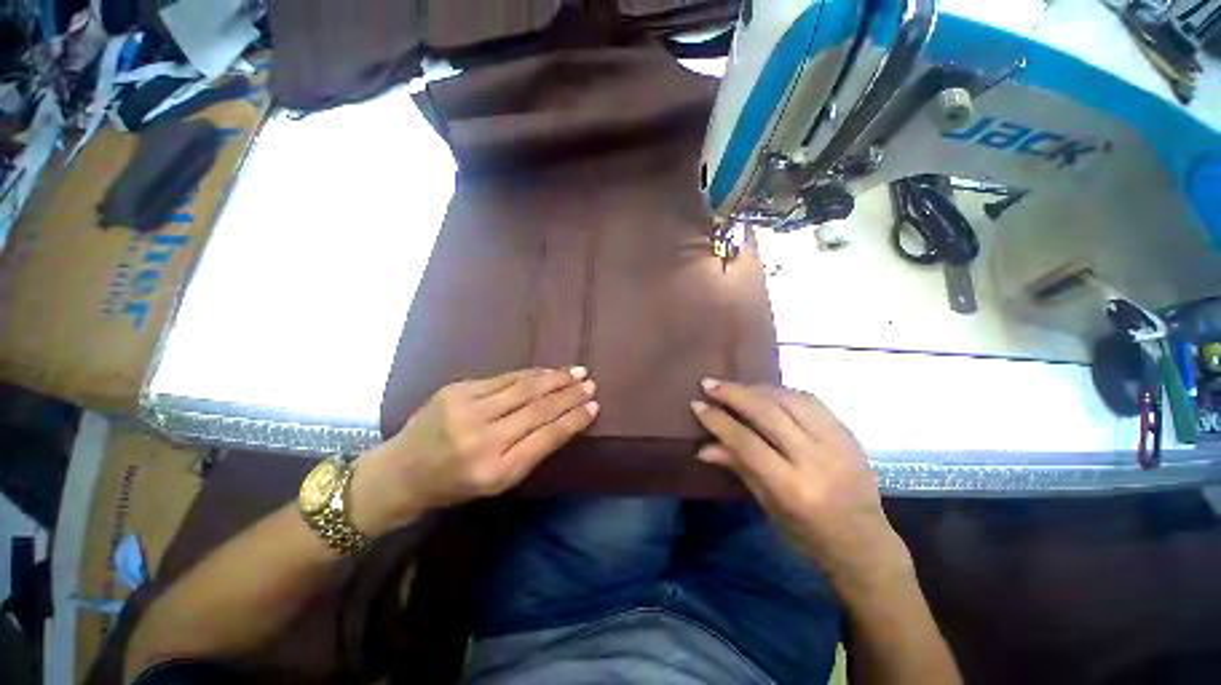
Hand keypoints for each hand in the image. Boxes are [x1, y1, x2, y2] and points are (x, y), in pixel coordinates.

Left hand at [350, 367, 598, 535]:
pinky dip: (530, 374)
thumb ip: (531, 451)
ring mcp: (467, 410)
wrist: (400, 472)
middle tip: (590, 383)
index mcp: (496, 471)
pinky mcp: (457, 390)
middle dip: (569, 394)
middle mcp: (482, 439)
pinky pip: (504, 378)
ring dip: (554, 378)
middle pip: (537, 408)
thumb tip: (564, 419)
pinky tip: (546, 371)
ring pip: (523, 387)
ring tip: (576, 372)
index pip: (546, 437)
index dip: (574, 419)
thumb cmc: (454, 484)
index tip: (595, 406)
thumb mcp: (498, 481)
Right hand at [690, 379, 910, 591]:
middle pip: (768, 413)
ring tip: (735, 386)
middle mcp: (817, 460)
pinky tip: (766, 392)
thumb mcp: (768, 506)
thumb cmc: (809, 535)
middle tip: (709, 383)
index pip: (747, 442)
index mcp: (794, 488)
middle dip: (734, 394)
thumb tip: (702, 447)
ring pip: (790, 399)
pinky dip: (782, 391)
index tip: (697, 404)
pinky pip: (810, 400)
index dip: (719, 421)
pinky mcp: (849, 432)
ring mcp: (838, 442)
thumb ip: (738, 467)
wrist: (867, 544)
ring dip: (757, 388)